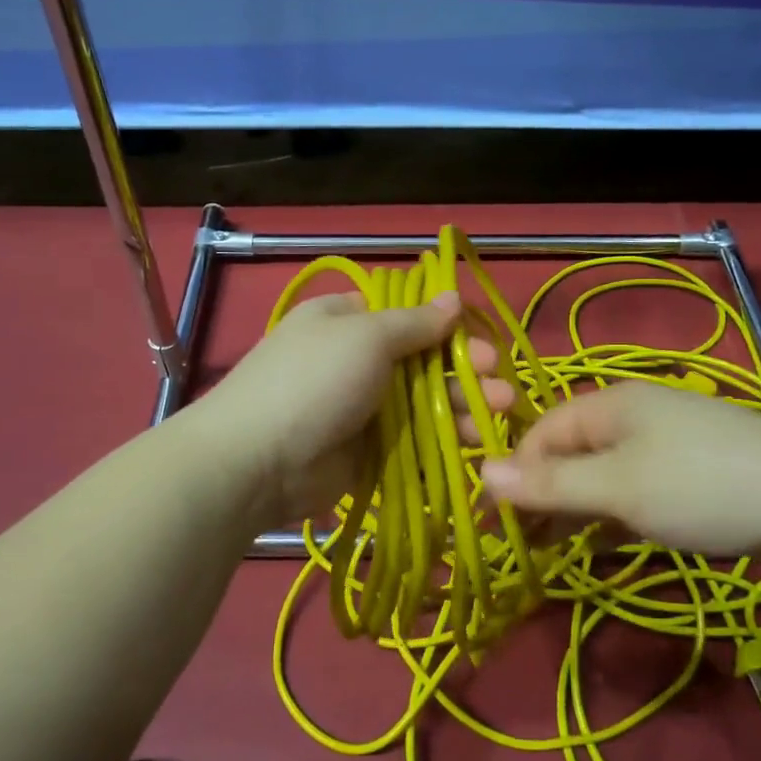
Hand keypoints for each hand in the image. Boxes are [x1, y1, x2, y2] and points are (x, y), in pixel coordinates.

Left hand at [198, 291, 516, 528]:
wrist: (258, 462)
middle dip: (464, 368)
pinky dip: (444, 439)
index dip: (445, 324)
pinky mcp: (367, 450)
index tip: (478, 337)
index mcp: (346, 320)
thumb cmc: (314, 381)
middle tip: (498, 378)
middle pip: (421, 360)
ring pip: (424, 401)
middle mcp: (355, 360)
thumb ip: (414, 323)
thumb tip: (453, 298)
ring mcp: (361, 407)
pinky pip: (414, 439)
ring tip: (502, 410)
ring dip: (463, 403)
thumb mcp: (365, 337)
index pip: (405, 314)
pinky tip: (476, 441)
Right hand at [479, 383, 760, 554]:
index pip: (543, 432)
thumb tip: (479, 473)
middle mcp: (635, 416)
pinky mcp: (692, 475)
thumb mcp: (617, 488)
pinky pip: (635, 490)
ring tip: (556, 549)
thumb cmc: (700, 486)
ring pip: (603, 474)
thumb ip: (549, 484)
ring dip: (577, 509)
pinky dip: (614, 515)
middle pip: (571, 452)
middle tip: (526, 542)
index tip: (502, 522)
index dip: (518, 473)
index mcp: (612, 404)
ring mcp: (667, 445)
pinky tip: (605, 544)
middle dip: (546, 495)